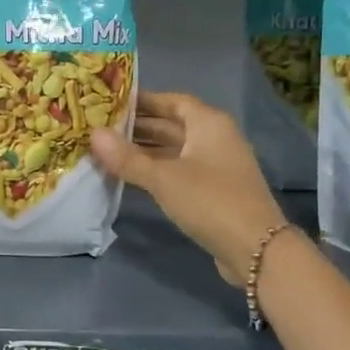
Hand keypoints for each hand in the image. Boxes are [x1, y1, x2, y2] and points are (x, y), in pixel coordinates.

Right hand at [91, 91, 288, 280]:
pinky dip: (155, 170)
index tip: (110, 102)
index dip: (142, 100)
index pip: (172, 100)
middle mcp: (215, 138)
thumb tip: (93, 134)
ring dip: (143, 150)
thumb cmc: (210, 200)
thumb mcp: (163, 178)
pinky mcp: (213, 190)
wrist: (256, 249)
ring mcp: (215, 165)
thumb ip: (127, 157)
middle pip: (171, 125)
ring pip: (173, 150)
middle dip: (137, 126)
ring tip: (106, 151)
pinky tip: (129, 176)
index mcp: (209, 123)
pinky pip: (178, 170)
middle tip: (99, 127)